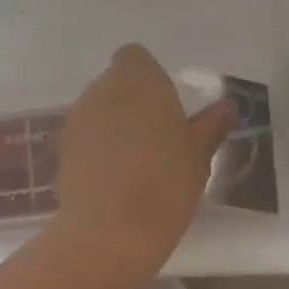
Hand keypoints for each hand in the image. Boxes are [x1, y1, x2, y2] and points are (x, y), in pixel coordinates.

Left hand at [56, 45, 235, 277]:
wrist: (110, 230)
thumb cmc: (165, 182)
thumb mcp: (199, 154)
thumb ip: (211, 124)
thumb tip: (227, 106)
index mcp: (137, 79)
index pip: (135, 58)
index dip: (149, 78)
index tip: (167, 107)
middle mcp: (100, 90)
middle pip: (115, 85)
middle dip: (133, 104)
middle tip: (158, 139)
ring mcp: (76, 120)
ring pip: (98, 112)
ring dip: (114, 128)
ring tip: (137, 165)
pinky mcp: (61, 150)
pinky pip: (85, 140)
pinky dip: (97, 152)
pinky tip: (114, 182)